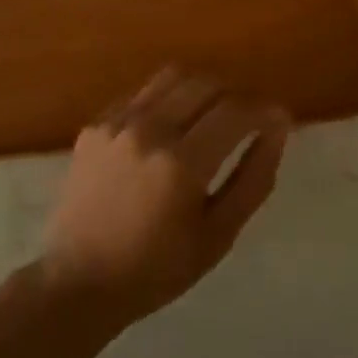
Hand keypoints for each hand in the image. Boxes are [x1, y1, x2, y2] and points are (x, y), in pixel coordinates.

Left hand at [38, 68, 290, 328]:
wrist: (80, 280)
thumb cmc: (158, 268)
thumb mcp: (219, 234)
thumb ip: (254, 177)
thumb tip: (277, 128)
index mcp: (182, 163)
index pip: (235, 111)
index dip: (264, 111)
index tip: (277, 120)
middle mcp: (149, 130)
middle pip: (206, 84)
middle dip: (235, 97)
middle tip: (245, 121)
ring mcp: (117, 122)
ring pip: (172, 77)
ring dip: (200, 90)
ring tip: (208, 117)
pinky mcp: (96, 124)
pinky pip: (141, 94)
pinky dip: (165, 100)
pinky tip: (167, 130)